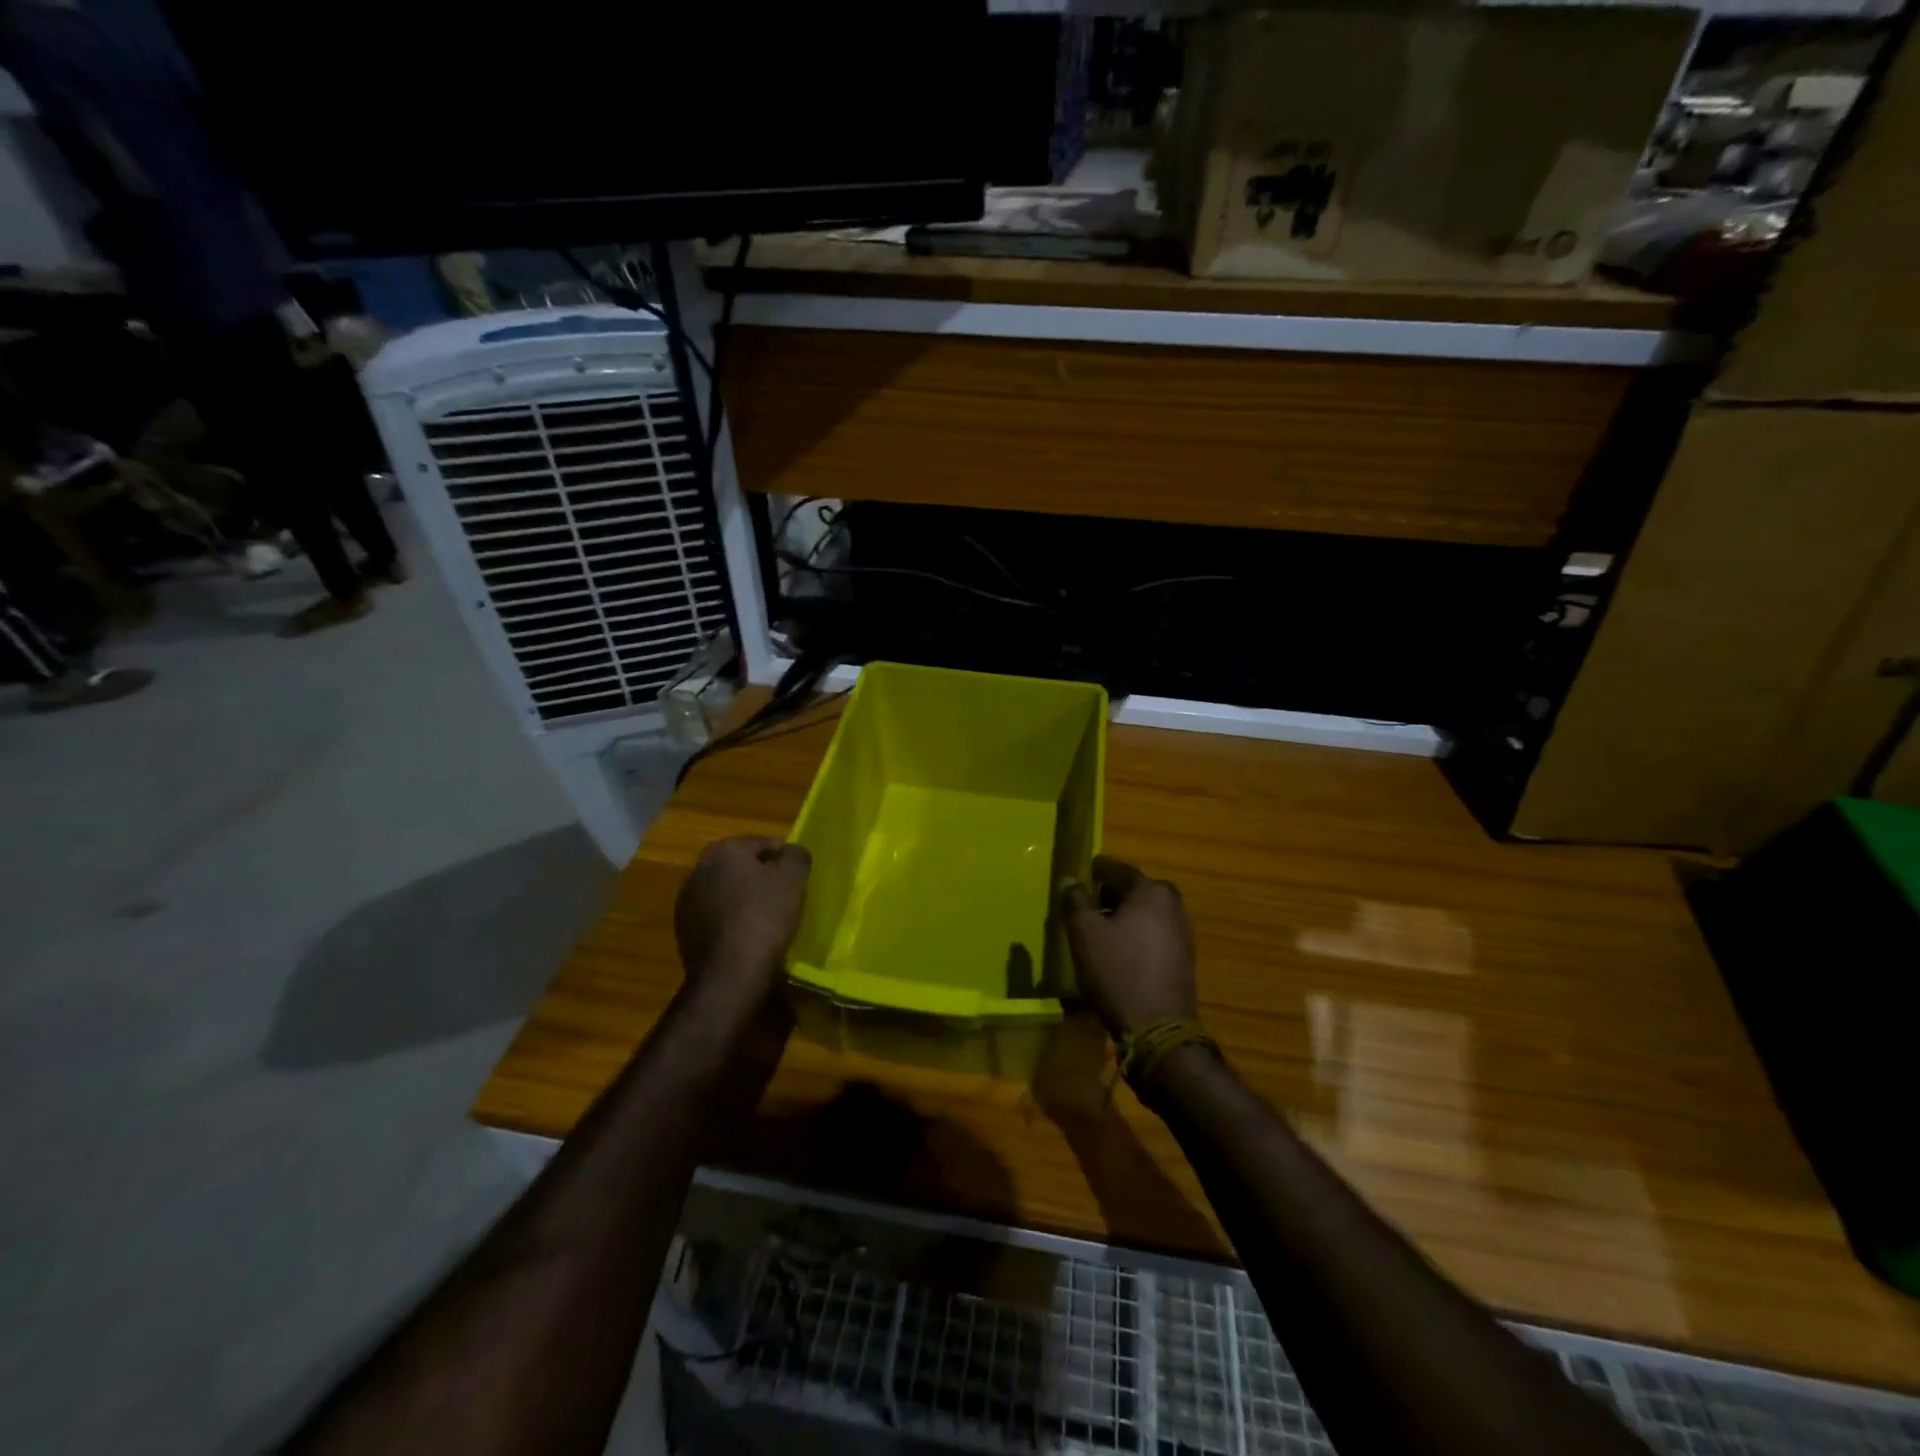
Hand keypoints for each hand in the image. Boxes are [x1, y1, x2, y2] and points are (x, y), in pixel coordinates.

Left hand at [674, 837, 811, 1004]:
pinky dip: (730, 920)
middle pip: (739, 866)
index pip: (762, 843)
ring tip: (766, 917)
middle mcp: (699, 869)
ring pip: (725, 891)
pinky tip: (746, 936)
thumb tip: (791, 852)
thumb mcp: (794, 879)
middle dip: (760, 876)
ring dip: (742, 898)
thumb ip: (796, 855)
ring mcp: (686, 901)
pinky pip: (715, 916)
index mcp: (724, 850)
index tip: (797, 876)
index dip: (783, 857)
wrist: (729, 973)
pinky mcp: (684, 931)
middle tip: (783, 894)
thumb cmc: (764, 916)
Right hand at [1061, 856, 1197, 1040]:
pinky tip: (1119, 952)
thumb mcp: (1084, 933)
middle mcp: (1172, 903)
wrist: (1158, 1028)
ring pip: (1145, 912)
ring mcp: (1182, 931)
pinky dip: (1136, 935)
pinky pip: (1154, 933)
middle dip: (1109, 896)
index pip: (1115, 868)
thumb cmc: (1117, 971)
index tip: (1076, 879)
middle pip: (1133, 889)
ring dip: (1123, 917)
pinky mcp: (1184, 956)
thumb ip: (1075, 900)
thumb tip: (1071, 880)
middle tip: (1084, 908)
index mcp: (1150, 890)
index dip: (1093, 871)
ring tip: (1098, 932)